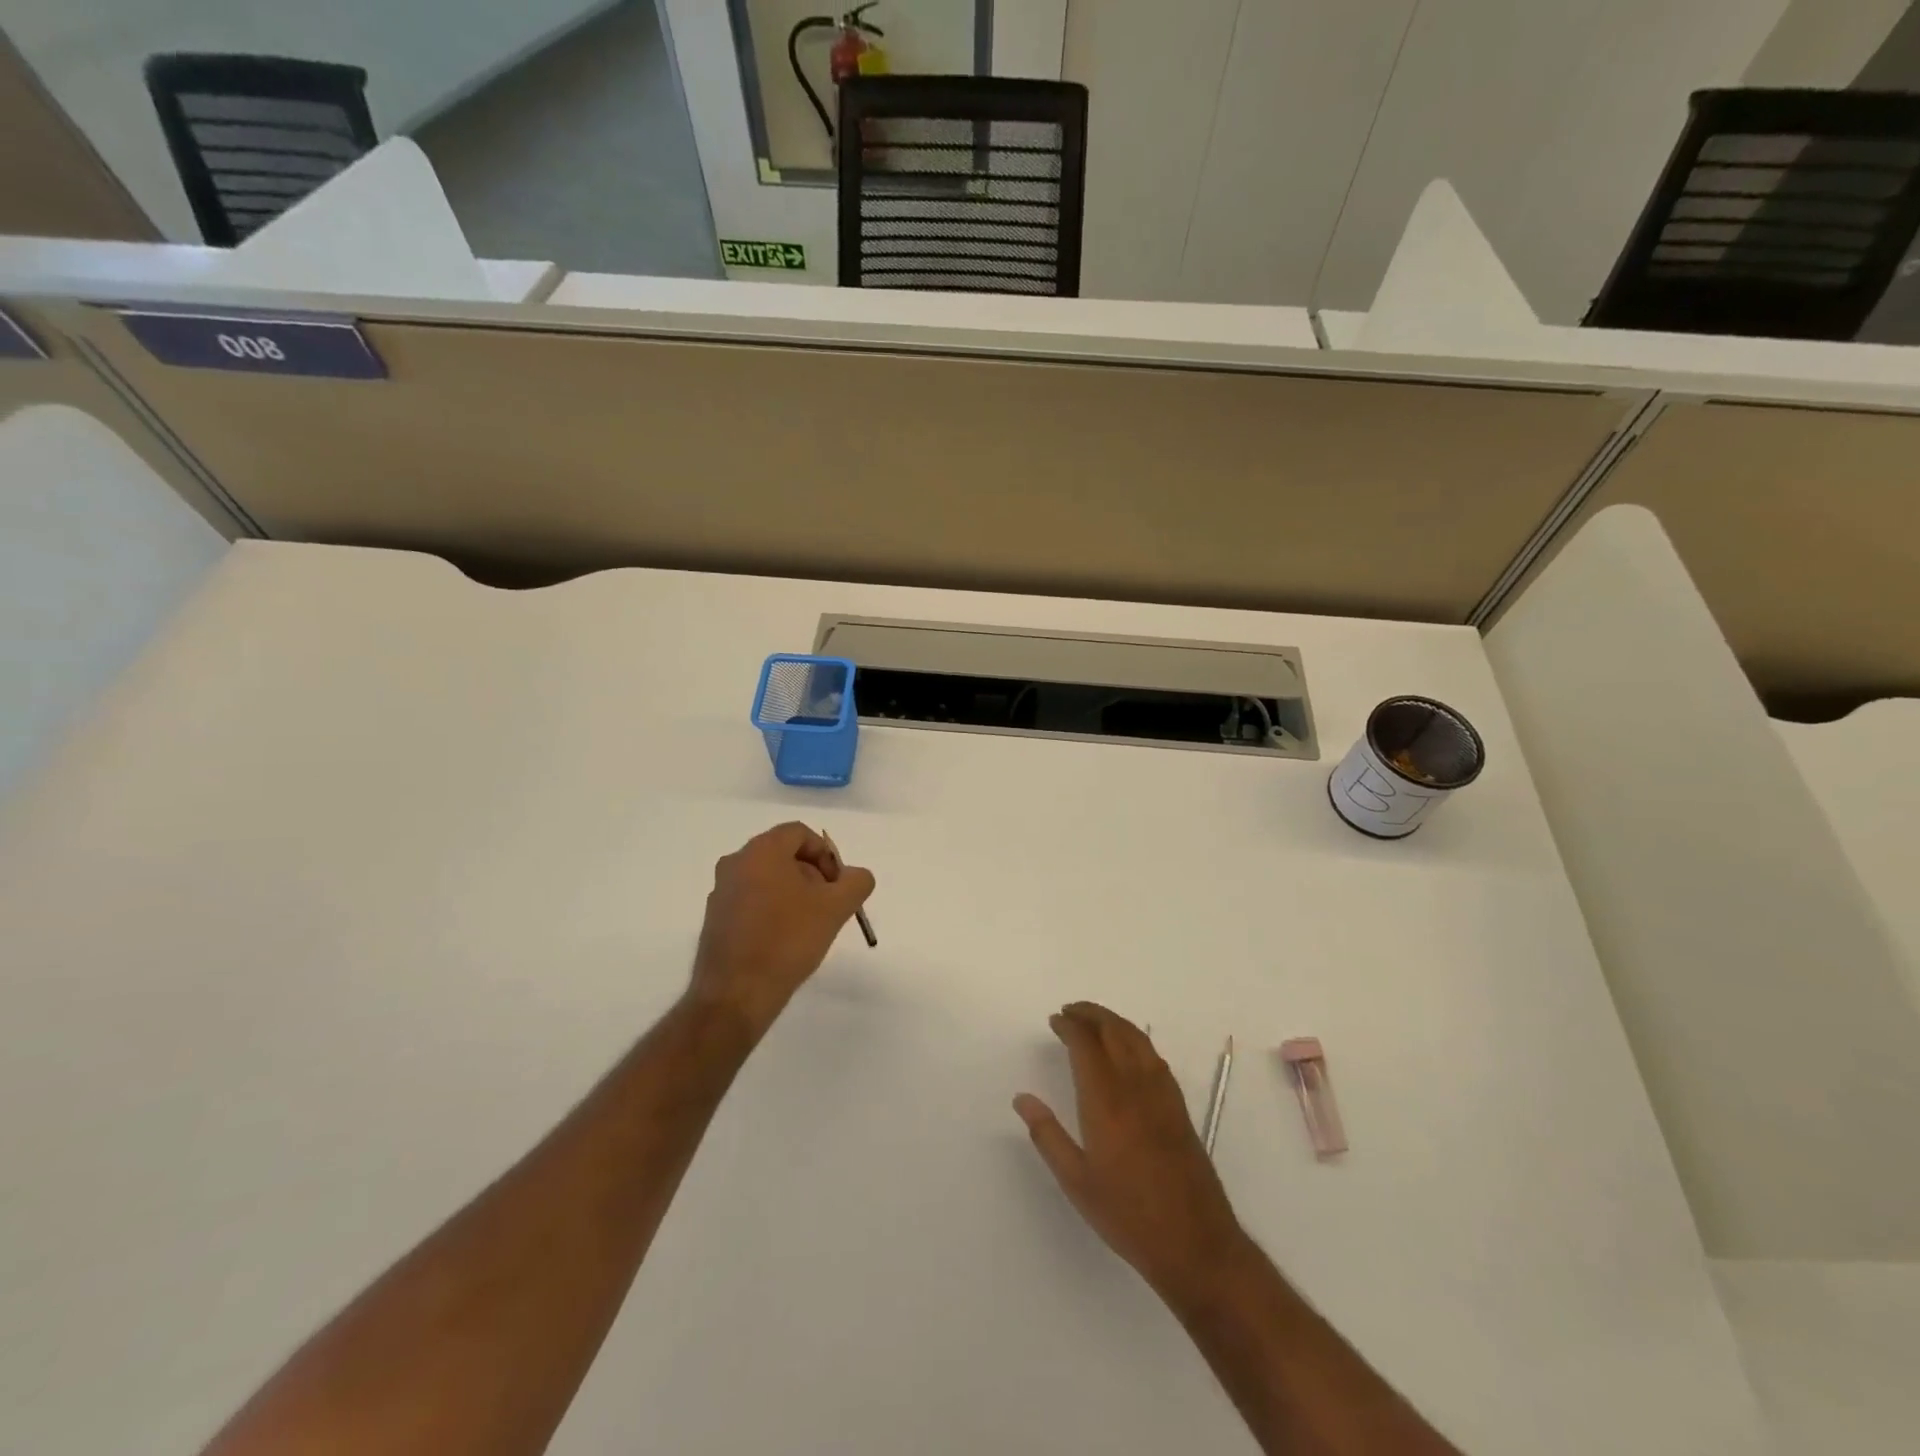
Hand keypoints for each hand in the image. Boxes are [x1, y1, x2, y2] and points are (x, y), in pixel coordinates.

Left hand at [689, 822, 874, 1035]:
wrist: (736, 994)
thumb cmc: (788, 940)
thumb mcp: (835, 908)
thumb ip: (856, 882)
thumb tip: (856, 875)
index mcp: (761, 851)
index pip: (799, 833)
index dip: (825, 854)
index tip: (837, 884)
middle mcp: (735, 863)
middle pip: (782, 854)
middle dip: (811, 874)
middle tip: (828, 904)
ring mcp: (721, 892)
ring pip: (766, 878)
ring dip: (792, 892)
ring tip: (809, 925)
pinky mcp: (715, 919)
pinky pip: (750, 900)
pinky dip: (772, 909)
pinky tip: (784, 939)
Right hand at [1015, 1002, 1246, 1303]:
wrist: (1196, 1244)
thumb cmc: (1128, 1215)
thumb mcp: (1076, 1182)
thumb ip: (1047, 1136)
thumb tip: (1022, 1099)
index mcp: (1106, 1101)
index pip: (1086, 1044)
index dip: (1069, 1026)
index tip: (1054, 1020)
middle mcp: (1135, 1086)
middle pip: (1114, 1030)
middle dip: (1091, 1014)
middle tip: (1070, 1011)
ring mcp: (1162, 1094)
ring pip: (1137, 1038)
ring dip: (1113, 1021)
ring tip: (1093, 1022)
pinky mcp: (1178, 1106)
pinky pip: (1153, 1056)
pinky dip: (1134, 1039)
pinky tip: (1126, 1051)